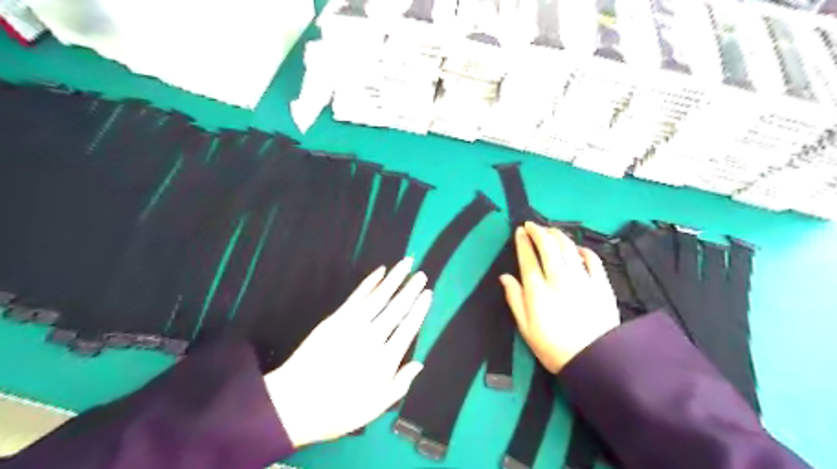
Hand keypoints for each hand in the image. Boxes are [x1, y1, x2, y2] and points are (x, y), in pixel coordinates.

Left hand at [264, 258, 430, 447]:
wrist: (293, 405)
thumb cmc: (337, 410)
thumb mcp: (374, 408)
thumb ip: (400, 385)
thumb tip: (420, 364)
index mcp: (385, 360)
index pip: (408, 328)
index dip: (420, 309)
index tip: (428, 294)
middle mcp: (372, 338)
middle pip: (396, 308)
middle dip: (410, 289)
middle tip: (421, 274)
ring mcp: (352, 326)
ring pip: (379, 297)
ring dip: (394, 279)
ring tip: (406, 264)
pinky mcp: (335, 319)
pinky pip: (357, 296)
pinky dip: (369, 283)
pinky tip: (379, 272)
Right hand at [495, 221, 620, 372]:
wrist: (596, 361)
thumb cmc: (554, 347)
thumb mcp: (526, 328)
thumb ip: (515, 299)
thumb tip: (505, 277)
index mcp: (538, 290)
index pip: (528, 257)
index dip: (522, 241)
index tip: (519, 231)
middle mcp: (559, 278)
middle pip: (548, 246)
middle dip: (538, 231)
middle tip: (532, 225)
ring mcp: (582, 279)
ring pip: (568, 247)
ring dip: (557, 235)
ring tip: (550, 231)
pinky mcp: (601, 284)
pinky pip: (592, 259)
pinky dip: (583, 250)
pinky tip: (577, 248)